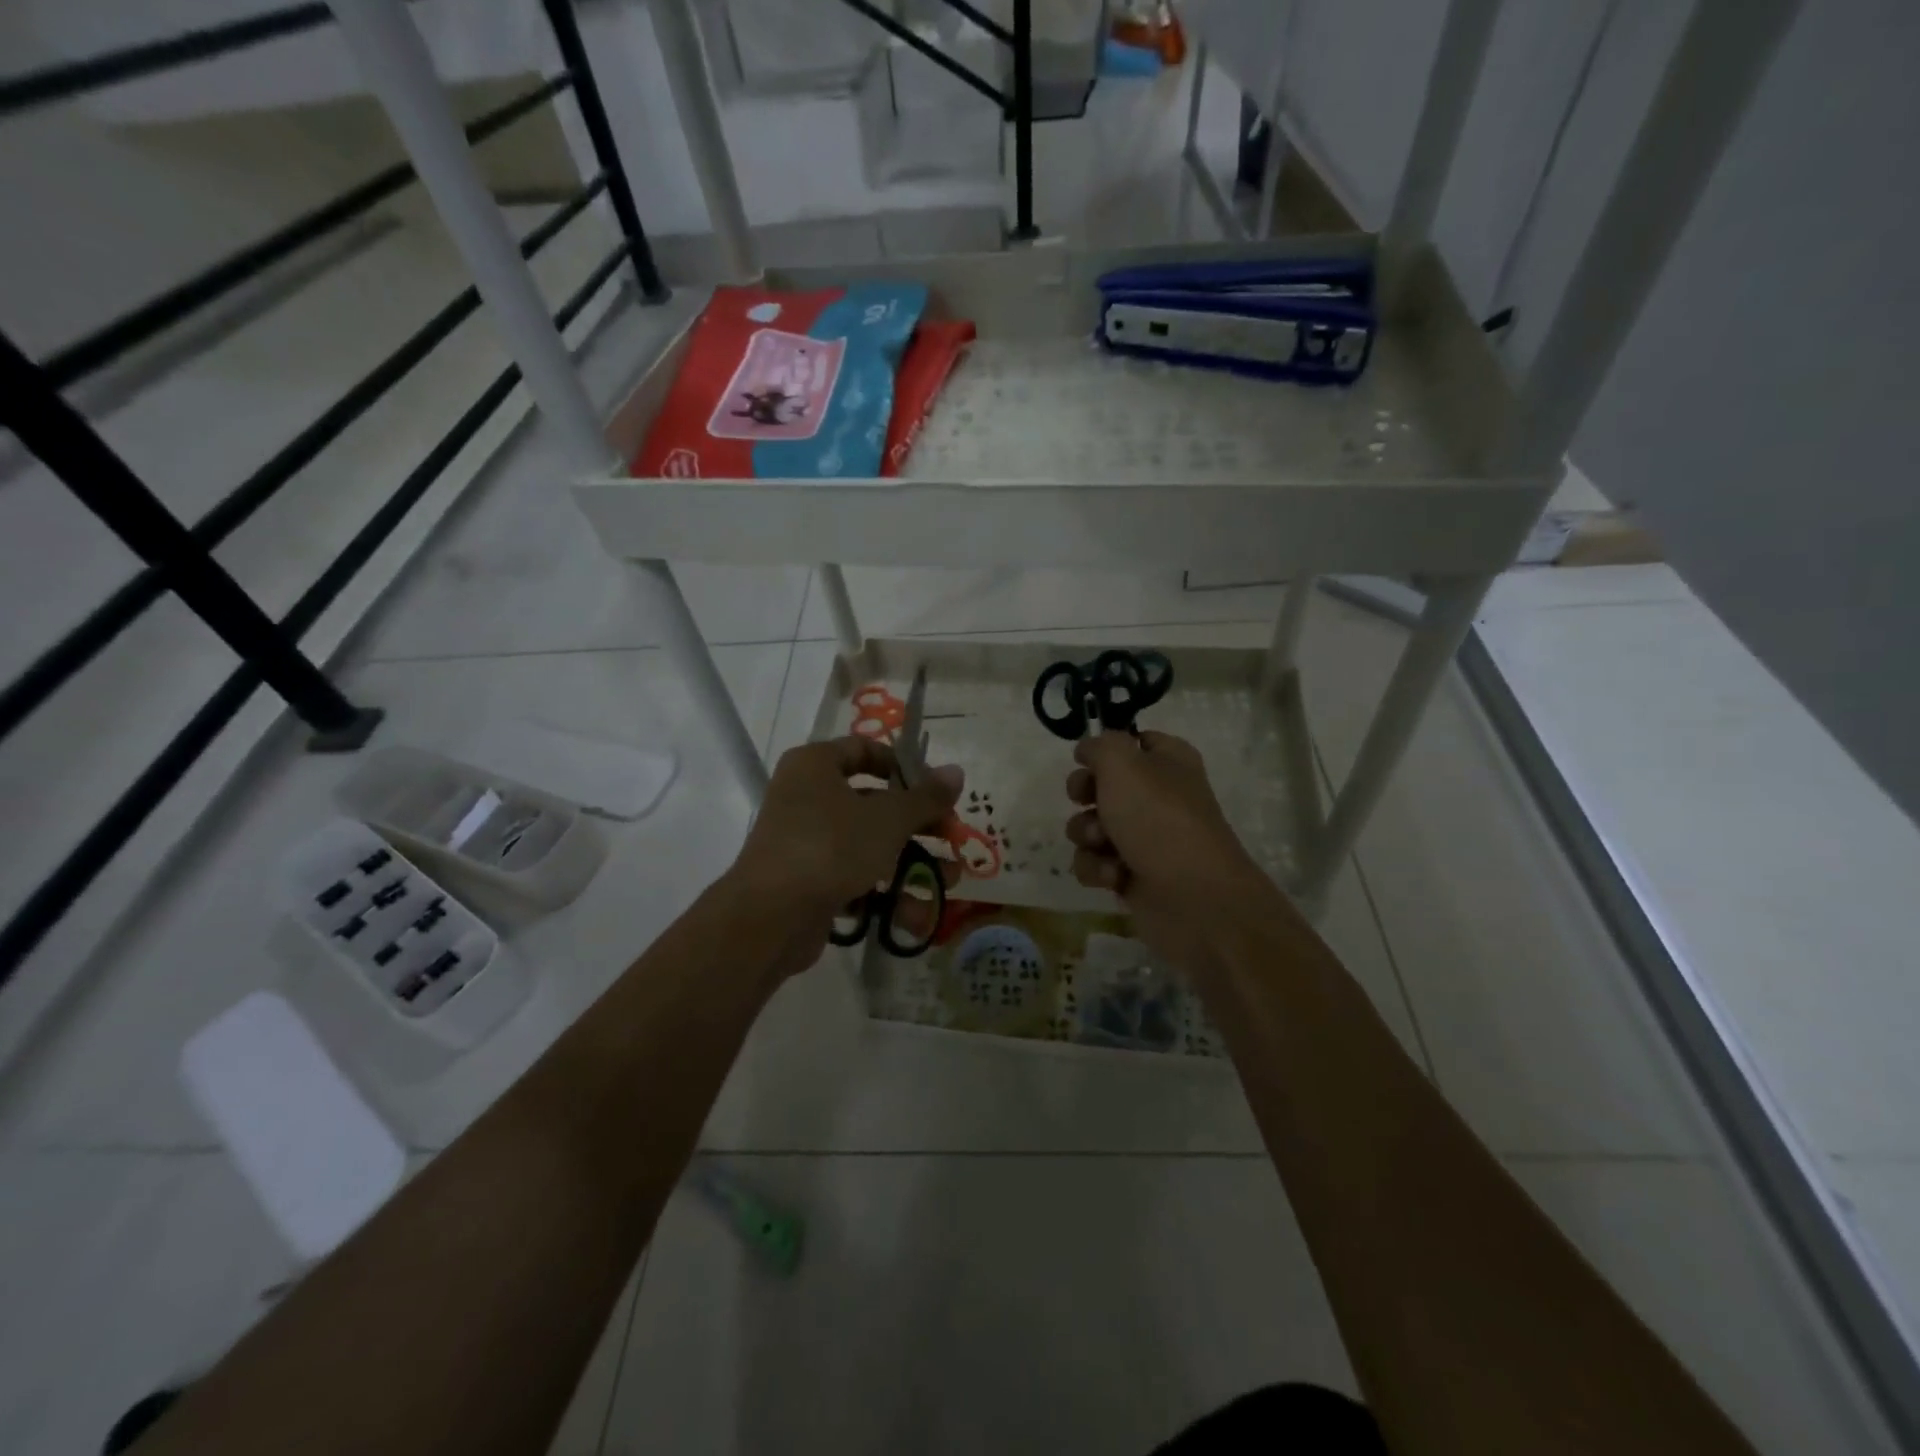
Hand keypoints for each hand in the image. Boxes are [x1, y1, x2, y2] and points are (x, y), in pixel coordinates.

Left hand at [731, 736, 963, 960]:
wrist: (770, 917)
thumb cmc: (831, 847)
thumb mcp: (888, 818)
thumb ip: (925, 797)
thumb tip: (956, 771)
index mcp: (815, 765)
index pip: (863, 750)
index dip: (903, 767)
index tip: (935, 790)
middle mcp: (804, 796)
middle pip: (872, 802)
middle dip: (917, 824)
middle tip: (951, 837)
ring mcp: (803, 841)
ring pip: (866, 844)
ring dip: (909, 863)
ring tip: (948, 881)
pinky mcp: (805, 881)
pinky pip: (851, 876)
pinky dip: (881, 890)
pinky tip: (912, 912)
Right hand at [1064, 730, 1270, 973]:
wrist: (1194, 900)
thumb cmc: (1159, 819)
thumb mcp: (1123, 764)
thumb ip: (1100, 745)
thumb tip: (1089, 749)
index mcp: (1169, 761)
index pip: (1136, 740)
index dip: (1107, 748)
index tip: (1083, 758)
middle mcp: (1159, 797)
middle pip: (1104, 785)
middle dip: (1085, 793)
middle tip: (1084, 799)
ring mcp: (1146, 839)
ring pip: (1093, 826)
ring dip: (1087, 834)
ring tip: (1102, 845)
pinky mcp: (1133, 876)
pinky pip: (1097, 863)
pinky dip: (1098, 868)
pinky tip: (1112, 876)